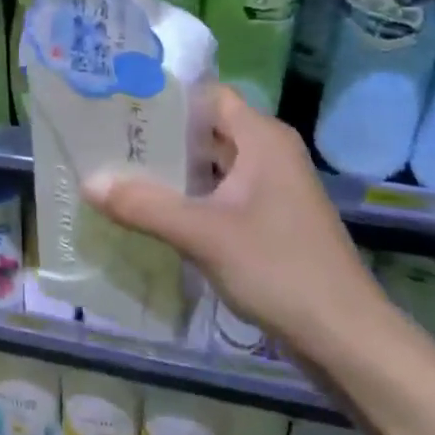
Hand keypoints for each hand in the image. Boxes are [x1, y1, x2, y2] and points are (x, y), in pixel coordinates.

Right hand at [83, 87, 384, 362]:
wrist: (347, 340)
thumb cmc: (279, 269)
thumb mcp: (202, 234)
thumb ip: (143, 205)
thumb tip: (87, 181)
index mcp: (261, 137)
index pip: (205, 94)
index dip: (163, 94)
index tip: (118, 100)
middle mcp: (269, 152)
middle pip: (205, 127)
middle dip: (159, 133)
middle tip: (106, 136)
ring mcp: (272, 187)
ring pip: (212, 162)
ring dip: (172, 167)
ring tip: (118, 168)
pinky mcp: (270, 218)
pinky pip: (221, 191)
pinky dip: (189, 194)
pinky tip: (153, 207)